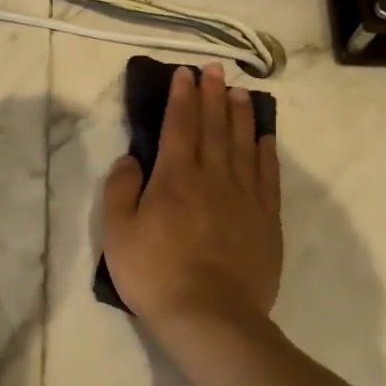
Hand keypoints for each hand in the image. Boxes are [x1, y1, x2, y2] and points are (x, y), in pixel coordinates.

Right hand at [102, 62, 282, 328]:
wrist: (210, 316)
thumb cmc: (155, 274)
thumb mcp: (118, 233)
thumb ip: (121, 190)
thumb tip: (130, 159)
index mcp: (174, 178)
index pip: (178, 126)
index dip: (181, 97)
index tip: (184, 74)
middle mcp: (212, 177)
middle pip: (213, 127)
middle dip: (212, 95)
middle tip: (214, 70)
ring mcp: (244, 197)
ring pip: (243, 144)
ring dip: (240, 115)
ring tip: (240, 92)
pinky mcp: (266, 219)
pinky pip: (267, 175)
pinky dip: (265, 151)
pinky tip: (264, 137)